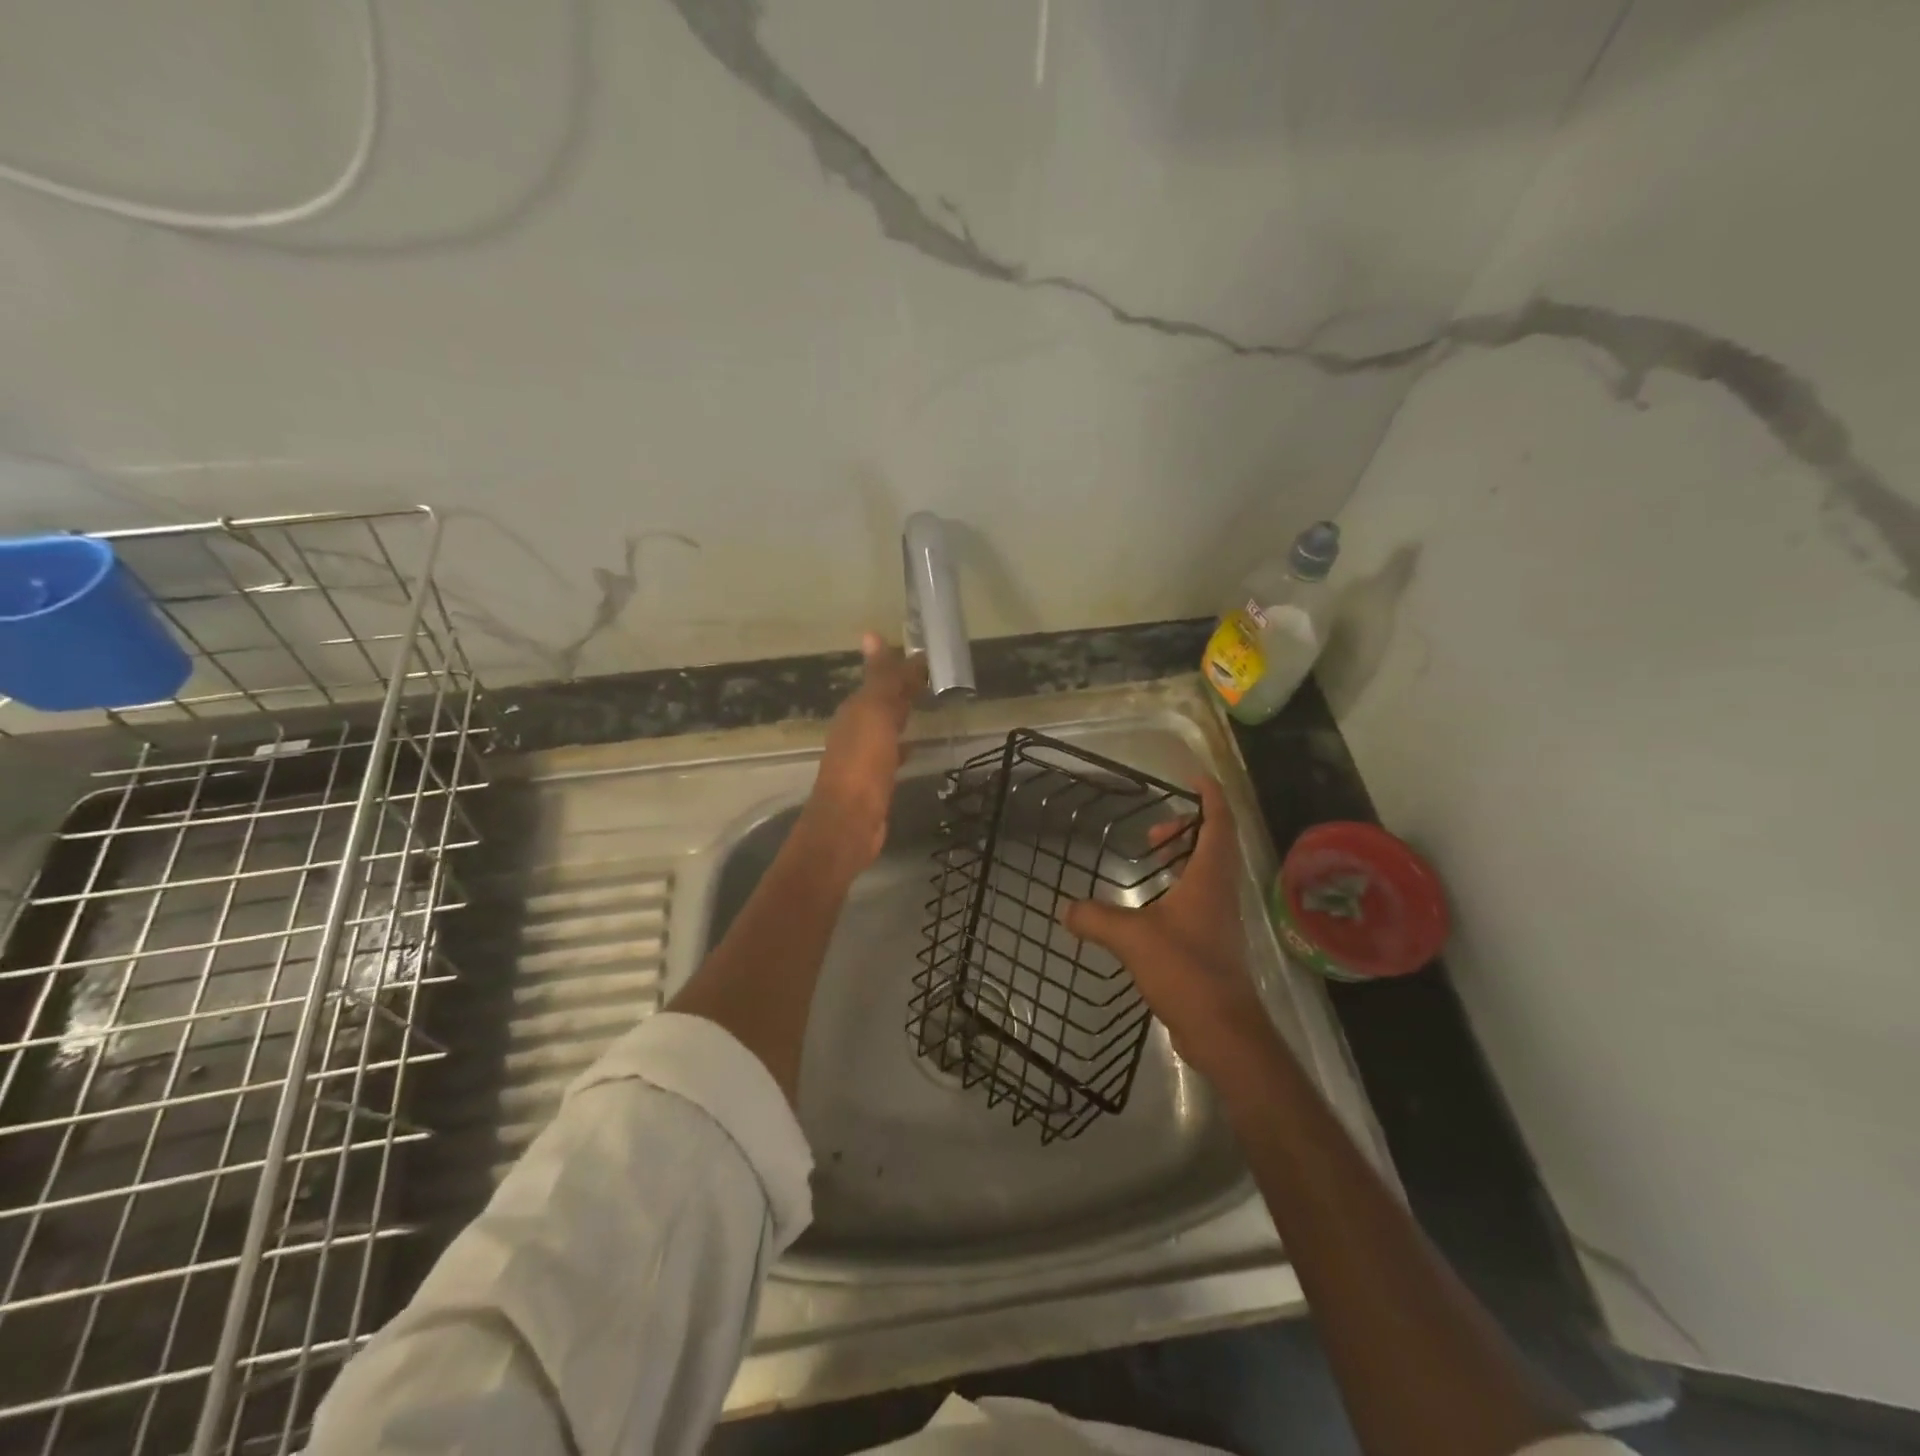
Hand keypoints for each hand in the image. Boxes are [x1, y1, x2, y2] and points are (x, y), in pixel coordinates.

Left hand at [798, 633, 925, 874]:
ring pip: (886, 726)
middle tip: (929, 674)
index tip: (925, 654)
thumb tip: (872, 634)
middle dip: (901, 687)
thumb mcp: (874, 715)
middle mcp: (855, 730)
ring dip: (901, 714)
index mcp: (855, 711)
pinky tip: (915, 747)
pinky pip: (891, 753)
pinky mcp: (874, 781)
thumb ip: (881, 680)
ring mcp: (863, 757)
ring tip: (925, 705)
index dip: (900, 666)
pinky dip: (903, 744)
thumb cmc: (862, 765)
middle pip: (881, 701)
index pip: (880, 679)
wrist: (849, 823)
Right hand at [1062, 776, 1274, 1079]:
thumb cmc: (1185, 969)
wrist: (1223, 1029)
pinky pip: (1199, 901)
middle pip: (1215, 845)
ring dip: (1183, 861)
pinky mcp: (1213, 945)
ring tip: (1150, 865)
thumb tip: (1065, 909)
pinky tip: (1151, 909)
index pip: (1219, 823)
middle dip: (1187, 830)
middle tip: (1153, 834)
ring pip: (1207, 874)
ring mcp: (1220, 920)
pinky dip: (1178, 891)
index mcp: (1210, 878)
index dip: (1210, 796)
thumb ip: (1095, 918)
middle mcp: (1221, 892)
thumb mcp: (1132, 938)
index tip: (1194, 778)